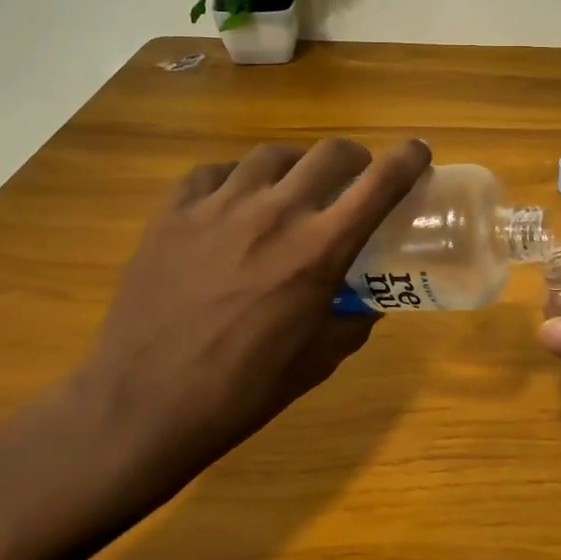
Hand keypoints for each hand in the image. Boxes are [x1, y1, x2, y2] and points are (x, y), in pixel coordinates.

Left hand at [73, 137, 431, 496]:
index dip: (408, 159)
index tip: (419, 152)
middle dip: (354, 158)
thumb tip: (369, 302)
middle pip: (330, 153)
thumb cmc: (242, 391)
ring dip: (296, 165)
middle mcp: (275, 214)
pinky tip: (232, 202)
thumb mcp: (318, 360)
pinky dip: (235, 179)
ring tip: (291, 187)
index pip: (380, 184)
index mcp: (318, 251)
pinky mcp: (173, 213)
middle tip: (353, 177)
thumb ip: (353, 321)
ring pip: (272, 155)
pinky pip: (214, 172)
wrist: (141, 407)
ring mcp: (218, 207)